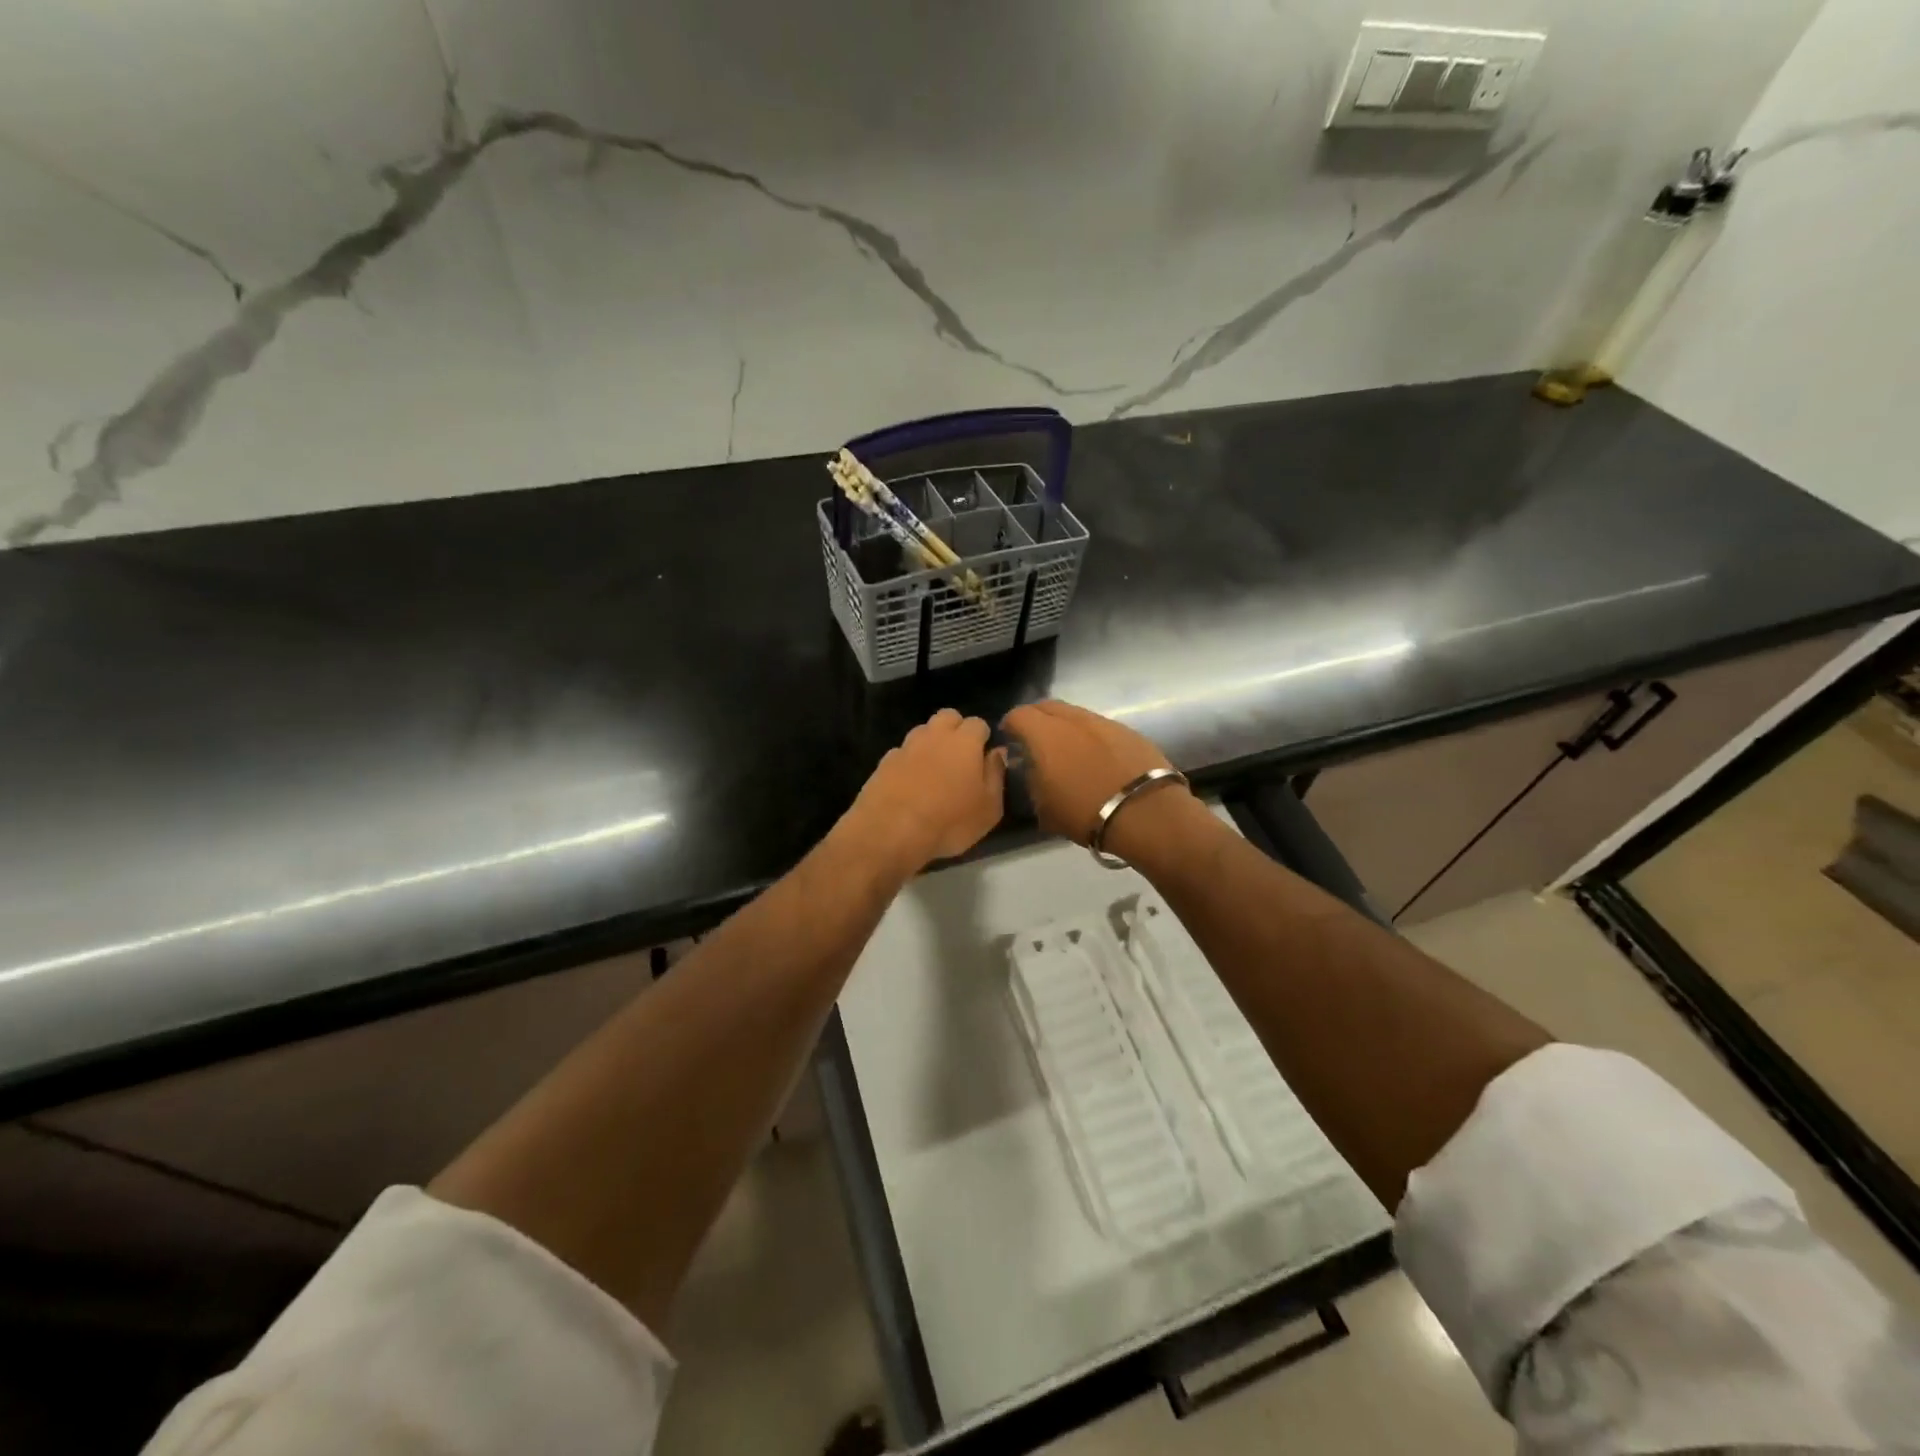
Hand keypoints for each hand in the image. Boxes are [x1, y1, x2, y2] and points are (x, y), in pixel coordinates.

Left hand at [848, 709, 1006, 871]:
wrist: (890, 831)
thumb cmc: (949, 821)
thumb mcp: (989, 808)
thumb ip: (996, 775)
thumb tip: (998, 752)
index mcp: (964, 742)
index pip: (978, 723)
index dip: (983, 737)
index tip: (984, 756)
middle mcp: (934, 736)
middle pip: (947, 716)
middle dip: (956, 729)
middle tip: (960, 757)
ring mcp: (906, 747)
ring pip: (922, 731)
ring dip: (931, 742)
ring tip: (934, 769)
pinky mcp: (884, 762)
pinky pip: (902, 752)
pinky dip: (909, 761)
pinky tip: (910, 783)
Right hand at [1001, 700, 1196, 850]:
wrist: (1146, 813)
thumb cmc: (1086, 813)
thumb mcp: (1044, 808)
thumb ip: (1032, 780)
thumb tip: (1031, 767)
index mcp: (1045, 735)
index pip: (1018, 715)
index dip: (1010, 725)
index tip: (1010, 739)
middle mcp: (1073, 720)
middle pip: (1047, 706)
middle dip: (1037, 718)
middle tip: (1035, 739)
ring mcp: (1103, 722)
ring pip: (1075, 714)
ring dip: (1065, 725)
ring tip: (1067, 748)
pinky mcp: (1128, 731)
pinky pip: (1099, 726)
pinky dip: (1090, 735)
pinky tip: (1095, 756)